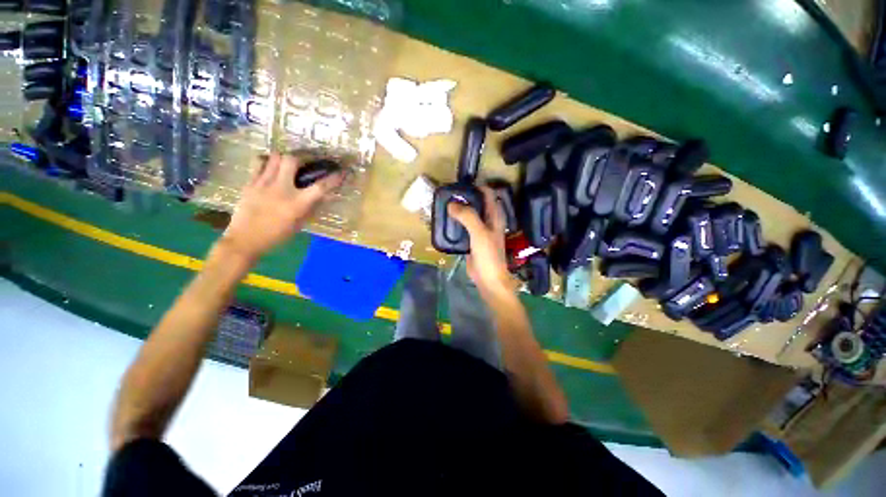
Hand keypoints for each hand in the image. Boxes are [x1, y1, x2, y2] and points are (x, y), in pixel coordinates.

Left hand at [222, 153, 344, 259]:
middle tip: (305, 162)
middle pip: (292, 160)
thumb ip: (311, 208)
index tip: (342, 172)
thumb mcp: (299, 224)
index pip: (321, 187)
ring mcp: (263, 183)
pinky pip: (258, 163)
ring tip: (286, 163)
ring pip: (274, 157)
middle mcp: (281, 189)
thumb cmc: (277, 235)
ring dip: (284, 157)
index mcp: (297, 203)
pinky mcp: (249, 182)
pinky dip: (267, 161)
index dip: (334, 178)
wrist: (245, 239)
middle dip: (302, 157)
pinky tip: (270, 168)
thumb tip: (323, 197)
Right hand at [447, 185, 516, 297]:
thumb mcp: (479, 233)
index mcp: (494, 215)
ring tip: (444, 204)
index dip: (476, 186)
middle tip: (448, 194)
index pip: (488, 193)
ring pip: (469, 214)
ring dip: (459, 209)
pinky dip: (456, 221)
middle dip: (464, 197)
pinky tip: (446, 220)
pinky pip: (463, 226)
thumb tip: (451, 204)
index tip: (460, 183)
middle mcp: (488, 220)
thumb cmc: (488, 255)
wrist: (488, 278)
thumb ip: (467, 216)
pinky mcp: (471, 239)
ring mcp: (479, 230)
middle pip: (477, 202)